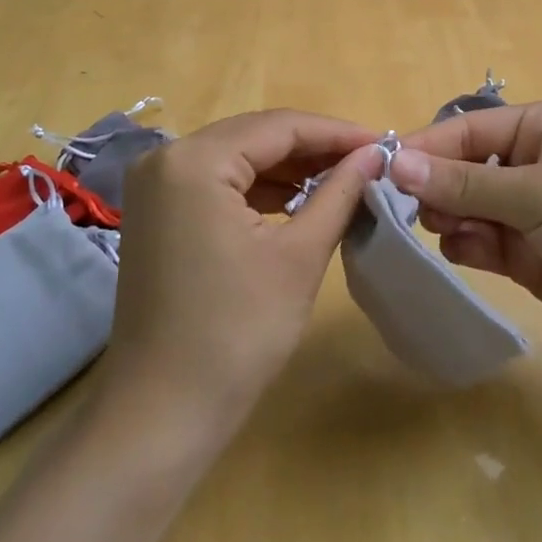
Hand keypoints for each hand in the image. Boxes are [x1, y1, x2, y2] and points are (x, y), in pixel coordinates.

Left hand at [99, 111, 379, 442]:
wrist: (161, 415)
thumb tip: (375, 154)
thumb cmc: (236, 334)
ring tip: (342, 179)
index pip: (279, 126)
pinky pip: (217, 182)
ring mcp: (156, 186)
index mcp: (195, 159)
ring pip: (237, 157)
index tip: (384, 143)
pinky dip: (258, 188)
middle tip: (368, 161)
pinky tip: (297, 199)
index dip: (336, 132)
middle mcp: (167, 157)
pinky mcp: (157, 212)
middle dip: (313, 147)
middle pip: (255, 135)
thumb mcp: (299, 256)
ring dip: (288, 167)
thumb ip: (339, 193)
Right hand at [393, 100, 541, 384]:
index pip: (468, 129)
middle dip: (435, 185)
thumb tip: (395, 162)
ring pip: (470, 207)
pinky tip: (462, 252)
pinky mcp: (535, 259)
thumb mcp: (541, 193)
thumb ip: (466, 181)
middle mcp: (535, 164)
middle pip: (464, 167)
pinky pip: (485, 243)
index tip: (381, 169)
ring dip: (449, 216)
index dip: (426, 147)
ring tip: (437, 229)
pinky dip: (468, 246)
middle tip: (405, 209)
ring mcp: (535, 214)